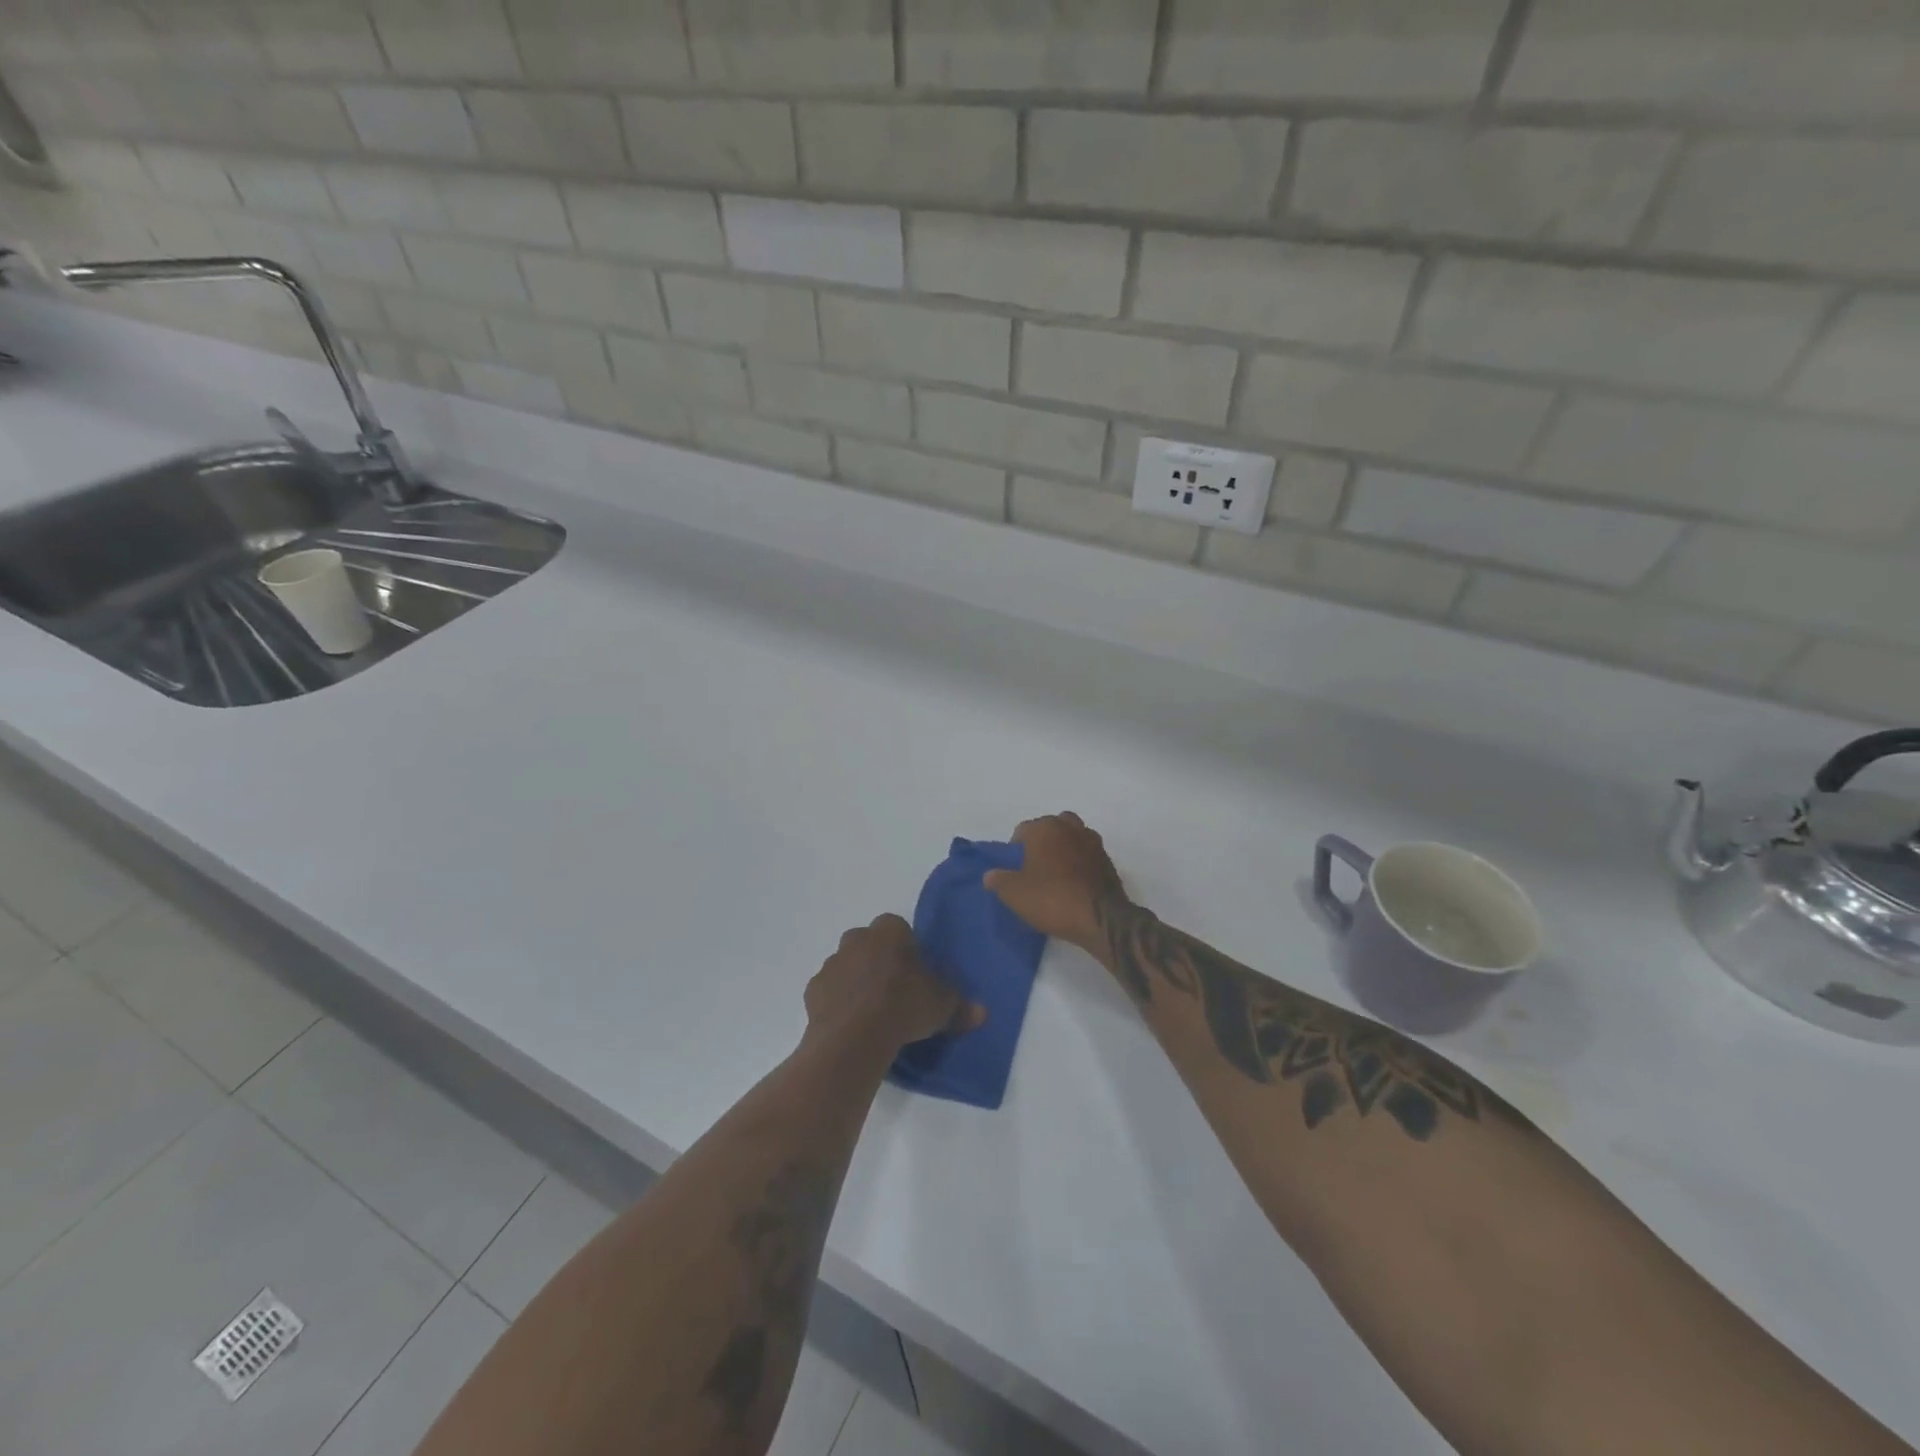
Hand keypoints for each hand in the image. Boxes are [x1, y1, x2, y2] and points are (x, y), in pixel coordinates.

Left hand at [805, 914, 985, 1052]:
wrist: (853, 1037)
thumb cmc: (903, 1007)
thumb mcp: (942, 1006)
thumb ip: (961, 1005)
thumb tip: (981, 1012)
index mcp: (889, 930)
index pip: (900, 929)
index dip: (909, 951)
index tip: (916, 975)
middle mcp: (857, 938)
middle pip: (871, 945)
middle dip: (880, 962)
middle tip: (895, 993)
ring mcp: (831, 963)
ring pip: (848, 967)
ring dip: (858, 982)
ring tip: (873, 1014)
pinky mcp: (813, 990)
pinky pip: (830, 992)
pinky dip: (839, 1003)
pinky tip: (852, 1025)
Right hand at [984, 812, 1123, 954]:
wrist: (1100, 918)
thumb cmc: (1051, 899)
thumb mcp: (1014, 894)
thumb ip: (998, 880)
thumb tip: (990, 875)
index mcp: (1044, 828)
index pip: (1022, 830)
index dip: (1015, 850)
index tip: (1014, 870)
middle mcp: (1070, 827)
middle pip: (1050, 828)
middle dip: (1042, 842)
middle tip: (1035, 868)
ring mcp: (1092, 842)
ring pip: (1072, 837)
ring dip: (1064, 849)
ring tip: (1056, 874)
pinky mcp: (1108, 860)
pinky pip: (1087, 855)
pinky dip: (1080, 863)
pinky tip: (1074, 884)